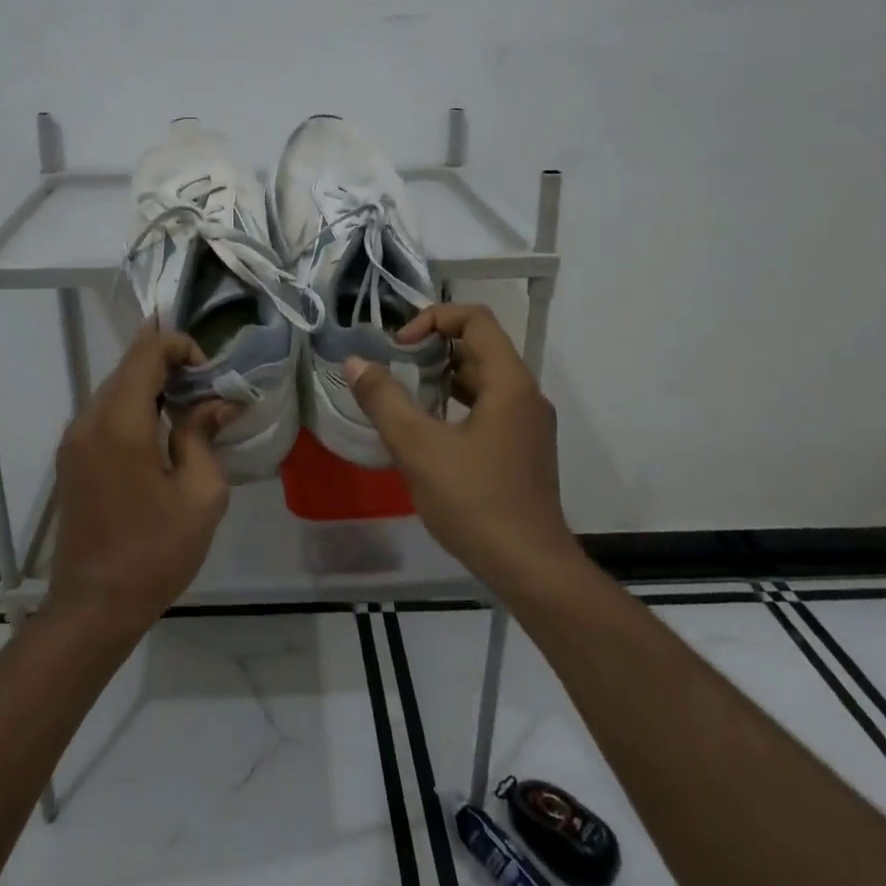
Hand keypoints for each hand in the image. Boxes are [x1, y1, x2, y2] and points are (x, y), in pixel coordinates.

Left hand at [47, 322, 233, 639]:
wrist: (94, 607)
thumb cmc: (155, 553)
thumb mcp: (201, 495)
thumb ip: (205, 436)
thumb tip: (215, 403)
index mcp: (121, 424)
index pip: (146, 353)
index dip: (180, 345)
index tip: (210, 372)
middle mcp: (88, 421)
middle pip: (127, 366)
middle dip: (168, 362)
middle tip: (207, 383)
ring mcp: (73, 440)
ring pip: (113, 387)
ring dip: (150, 384)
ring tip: (189, 403)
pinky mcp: (70, 459)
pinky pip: (103, 413)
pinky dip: (133, 405)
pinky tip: (160, 428)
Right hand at [344, 304, 573, 590]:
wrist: (529, 567)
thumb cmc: (474, 501)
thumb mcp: (418, 448)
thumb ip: (383, 400)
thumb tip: (355, 362)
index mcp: (509, 383)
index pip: (476, 320)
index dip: (433, 319)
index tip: (399, 347)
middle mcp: (525, 395)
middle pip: (480, 347)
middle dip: (433, 348)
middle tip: (395, 369)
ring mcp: (528, 424)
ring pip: (483, 380)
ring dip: (443, 377)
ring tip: (404, 396)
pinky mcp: (523, 449)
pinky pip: (488, 407)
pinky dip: (456, 404)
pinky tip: (427, 431)